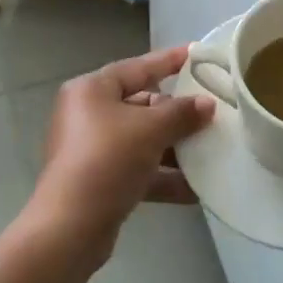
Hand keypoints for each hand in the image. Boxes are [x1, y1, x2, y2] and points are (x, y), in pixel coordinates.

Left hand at [30, 46, 214, 262]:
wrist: (70, 229)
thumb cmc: (107, 160)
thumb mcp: (150, 130)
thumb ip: (182, 113)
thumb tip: (207, 104)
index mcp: (92, 90)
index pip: (137, 67)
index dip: (169, 60)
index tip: (196, 53)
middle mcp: (88, 114)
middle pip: (141, 105)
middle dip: (177, 113)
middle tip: (212, 111)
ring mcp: (93, 149)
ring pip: (142, 139)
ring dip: (175, 147)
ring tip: (211, 149)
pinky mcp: (100, 181)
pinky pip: (138, 169)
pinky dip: (163, 176)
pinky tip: (195, 189)